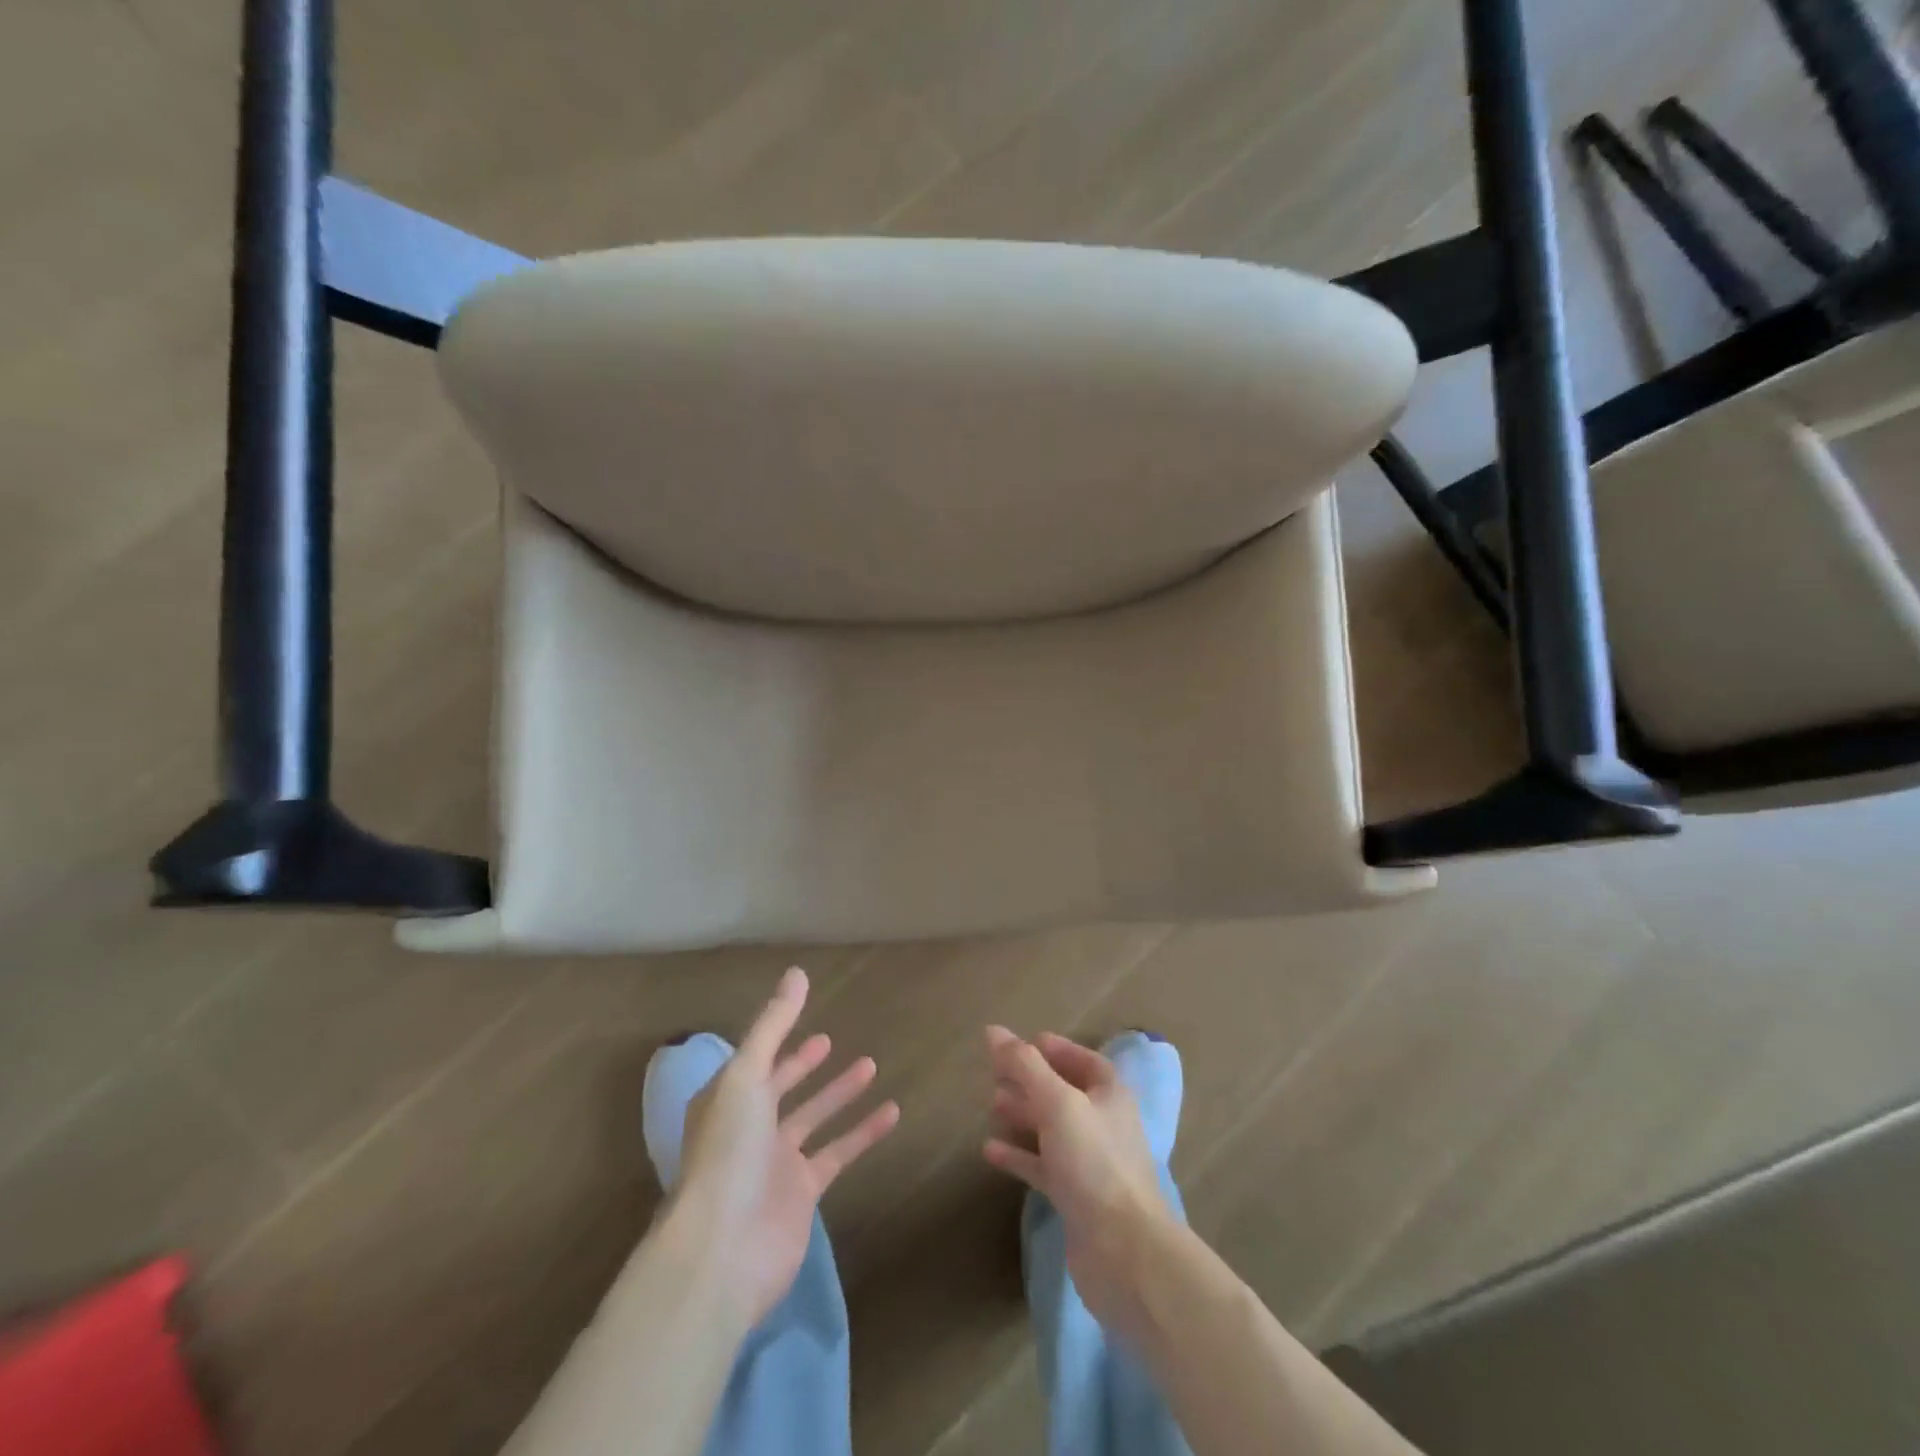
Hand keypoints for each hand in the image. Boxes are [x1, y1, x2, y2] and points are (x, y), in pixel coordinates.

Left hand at [671, 968, 899, 1326]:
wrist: (723, 1250)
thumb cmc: (728, 1152)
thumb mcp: (746, 1076)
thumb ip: (774, 1024)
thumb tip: (797, 972)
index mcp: (727, 1100)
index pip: (756, 1061)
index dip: (779, 1041)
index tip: (806, 1021)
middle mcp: (748, 1128)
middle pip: (782, 1088)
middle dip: (804, 1065)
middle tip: (831, 1042)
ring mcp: (776, 1162)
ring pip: (814, 1118)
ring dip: (840, 1093)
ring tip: (872, 1065)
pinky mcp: (803, 1192)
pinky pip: (838, 1152)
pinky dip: (863, 1132)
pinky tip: (892, 1112)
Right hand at [981, 1027, 1175, 1327]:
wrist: (1124, 1251)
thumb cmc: (1094, 1162)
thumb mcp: (1058, 1103)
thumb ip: (1025, 1065)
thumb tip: (993, 1031)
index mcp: (1109, 1094)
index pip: (1083, 1061)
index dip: (1056, 1049)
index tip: (1025, 1042)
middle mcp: (1103, 1123)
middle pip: (1064, 1092)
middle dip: (1032, 1081)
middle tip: (996, 1072)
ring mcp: (1089, 1162)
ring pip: (1052, 1129)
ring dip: (1024, 1114)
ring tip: (992, 1104)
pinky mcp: (1075, 1197)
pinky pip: (1042, 1166)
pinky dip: (1019, 1155)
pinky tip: (990, 1151)